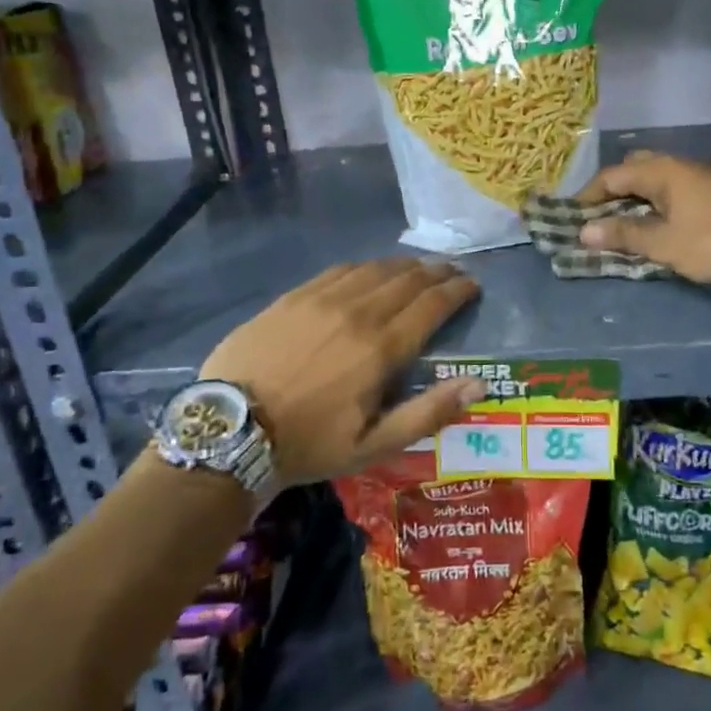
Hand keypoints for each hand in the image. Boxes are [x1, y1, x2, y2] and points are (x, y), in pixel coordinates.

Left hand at [202, 259, 482, 483]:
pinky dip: (366, 266)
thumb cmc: (309, 443)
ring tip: (420, 266)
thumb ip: (428, 412)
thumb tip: (479, 384)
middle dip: (437, 272)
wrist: (231, 430)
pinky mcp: (294, 296)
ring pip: (376, 268)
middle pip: (408, 279)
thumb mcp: (373, 445)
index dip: (457, 291)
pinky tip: (370, 270)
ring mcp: (323, 299)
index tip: (473, 285)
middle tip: (453, 271)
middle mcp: (358, 312)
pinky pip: (340, 269)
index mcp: (381, 348)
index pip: (432, 305)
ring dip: (405, 265)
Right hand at [576, 151, 710, 285]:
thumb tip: (585, 231)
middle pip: (634, 169)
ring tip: (625, 223)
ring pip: (656, 179)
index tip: (573, 217)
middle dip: (613, 190)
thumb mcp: (664, 243)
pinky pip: (673, 189)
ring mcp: (699, 175)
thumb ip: (624, 235)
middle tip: (600, 216)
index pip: (611, 176)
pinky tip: (658, 223)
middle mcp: (677, 165)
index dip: (588, 196)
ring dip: (636, 197)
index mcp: (659, 171)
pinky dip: (657, 202)